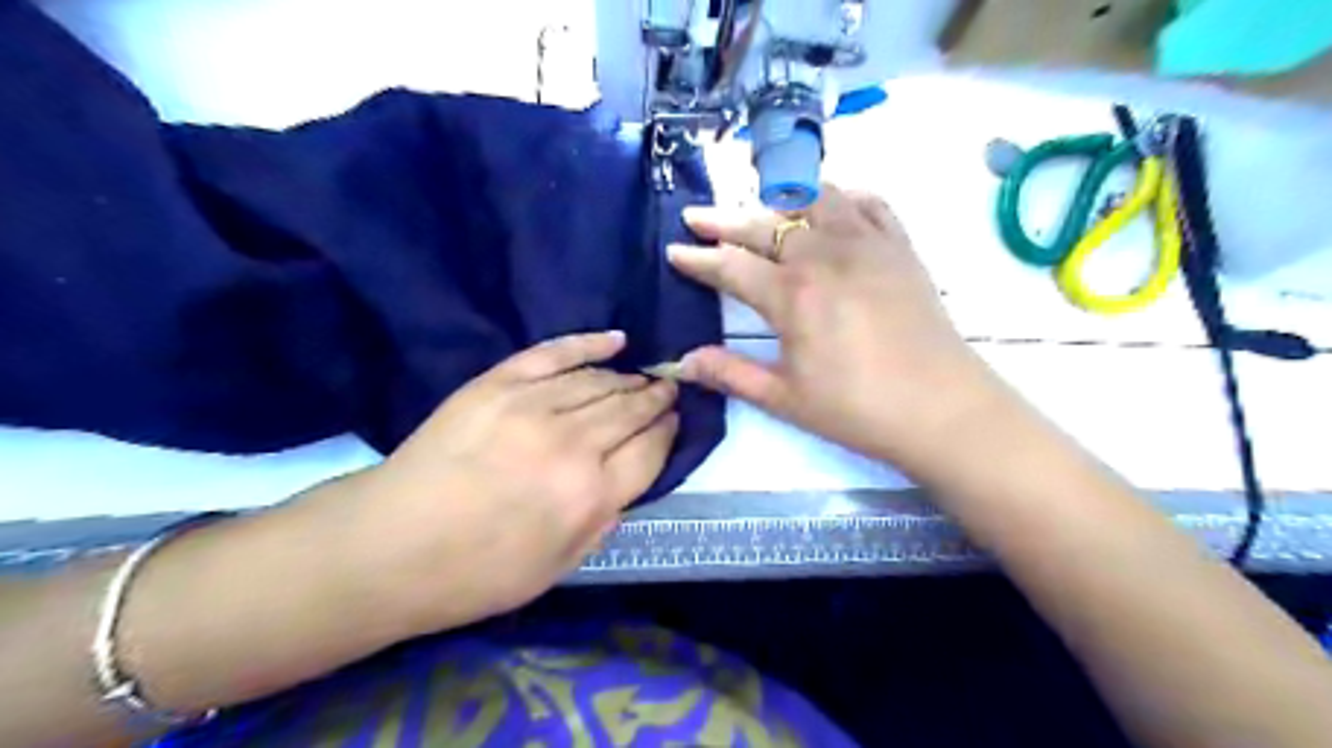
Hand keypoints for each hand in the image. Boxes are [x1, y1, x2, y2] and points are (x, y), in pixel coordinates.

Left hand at [327, 334, 678, 637]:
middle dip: (656, 398)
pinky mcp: (499, 384)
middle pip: (630, 409)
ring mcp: (533, 406)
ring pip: (599, 381)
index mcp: (590, 496)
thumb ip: (605, 519)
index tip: (675, 420)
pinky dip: (589, 343)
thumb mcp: (559, 567)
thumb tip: (629, 479)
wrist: (390, 545)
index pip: (650, 449)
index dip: (668, 431)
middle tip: (668, 390)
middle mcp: (572, 444)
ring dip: (629, 378)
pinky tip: (616, 340)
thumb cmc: (478, 572)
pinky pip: (555, 353)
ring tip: (643, 377)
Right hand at [672, 184, 1005, 477]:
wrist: (942, 408)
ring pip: (815, 198)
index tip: (674, 250)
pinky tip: (829, 204)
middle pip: (764, 224)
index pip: (732, 266)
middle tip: (696, 215)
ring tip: (759, 203)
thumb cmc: (858, 409)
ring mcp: (868, 244)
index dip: (698, 258)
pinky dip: (842, 195)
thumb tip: (681, 361)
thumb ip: (730, 374)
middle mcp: (826, 255)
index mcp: (794, 295)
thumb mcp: (785, 398)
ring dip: (780, 197)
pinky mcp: (900, 247)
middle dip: (724, 219)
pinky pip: (868, 203)